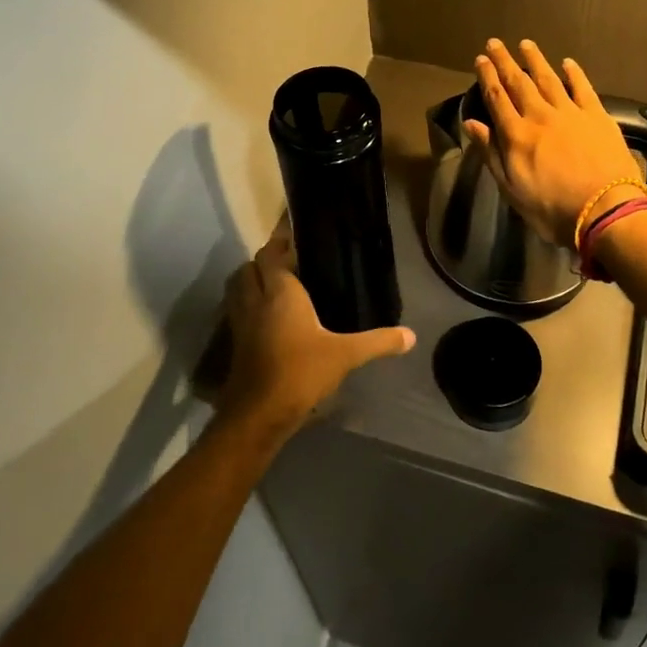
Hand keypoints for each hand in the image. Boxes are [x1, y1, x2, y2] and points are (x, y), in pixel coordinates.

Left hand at [215, 220, 414, 439]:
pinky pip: (238, 311)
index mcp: (280, 292)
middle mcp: (256, 300)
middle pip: (250, 267)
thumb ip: (378, 341)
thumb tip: (411, 336)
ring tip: (277, 284)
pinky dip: (248, 304)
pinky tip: (269, 317)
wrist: (258, 414)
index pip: (271, 254)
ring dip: (252, 280)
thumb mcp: (345, 355)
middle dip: (265, 260)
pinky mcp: (236, 343)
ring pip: (238, 288)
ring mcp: (241, 322)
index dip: (280, 241)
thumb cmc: (300, 372)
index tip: (294, 233)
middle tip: (290, 260)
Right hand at [465, 38, 645, 248]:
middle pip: (519, 83)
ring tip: (526, 44)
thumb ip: (491, 153)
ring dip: (536, 60)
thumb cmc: (553, 209)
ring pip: (549, 79)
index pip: (497, 99)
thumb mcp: (512, 189)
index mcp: (517, 135)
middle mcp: (540, 116)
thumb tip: (470, 123)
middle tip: (496, 43)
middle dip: (505, 62)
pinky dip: (574, 73)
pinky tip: (567, 62)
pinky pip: (583, 88)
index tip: (481, 59)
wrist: (605, 210)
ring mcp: (570, 113)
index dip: (487, 77)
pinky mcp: (597, 116)